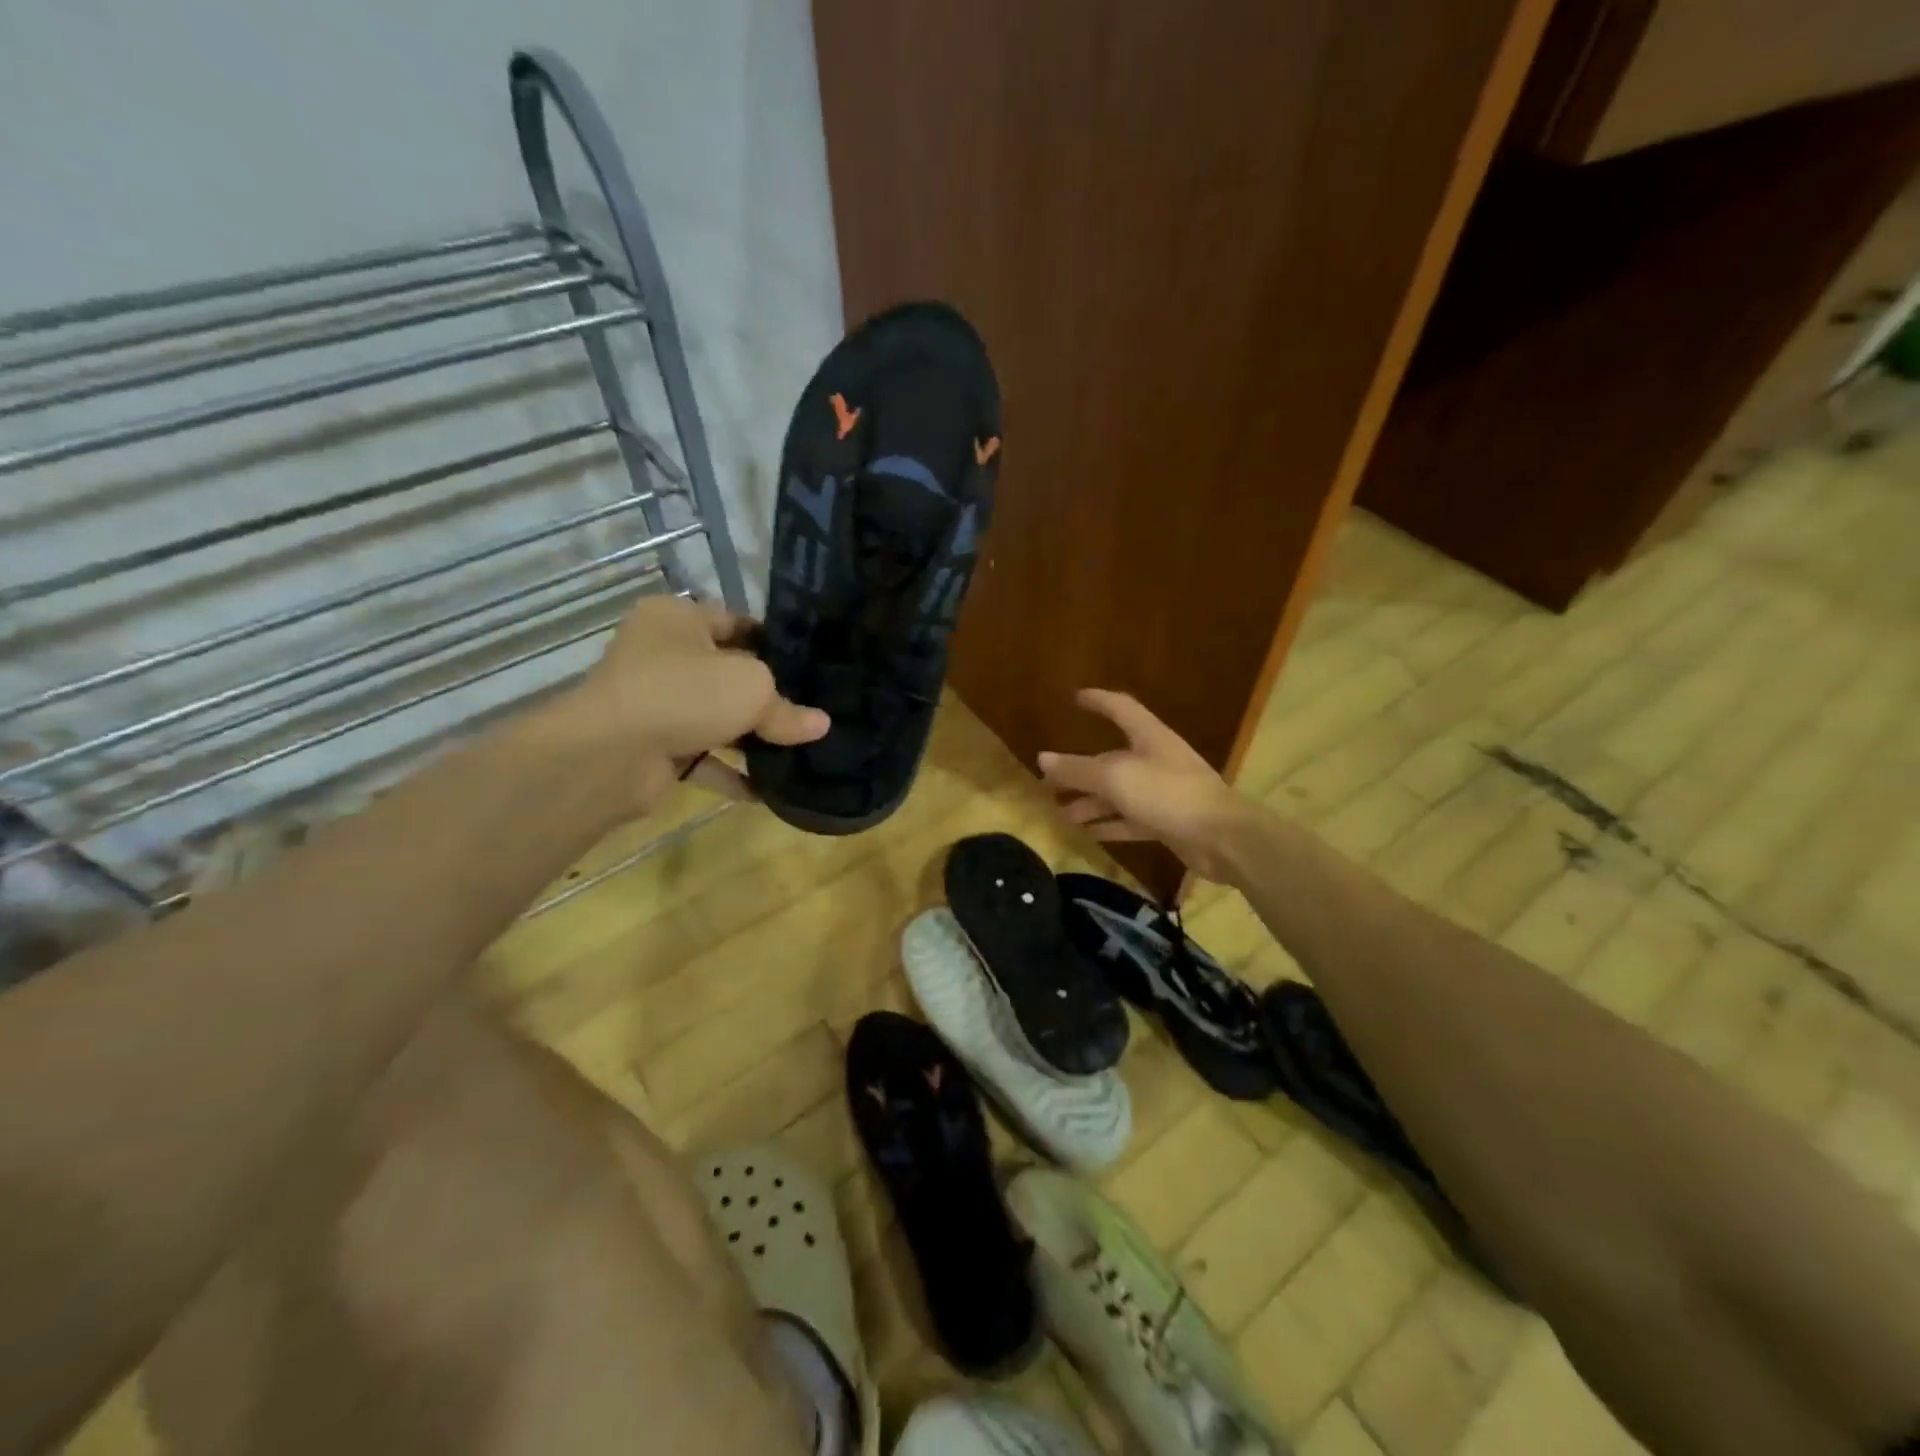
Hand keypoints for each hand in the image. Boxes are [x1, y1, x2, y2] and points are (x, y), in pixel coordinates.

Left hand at [564, 595, 828, 814]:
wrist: (611, 755)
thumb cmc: (685, 694)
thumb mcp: (752, 688)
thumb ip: (787, 708)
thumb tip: (820, 725)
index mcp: (677, 619)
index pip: (736, 623)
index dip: (774, 644)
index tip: (811, 668)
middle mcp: (662, 656)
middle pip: (728, 674)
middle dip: (768, 697)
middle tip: (812, 712)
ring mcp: (655, 704)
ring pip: (716, 718)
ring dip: (752, 739)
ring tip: (799, 751)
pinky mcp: (654, 748)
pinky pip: (703, 758)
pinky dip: (732, 773)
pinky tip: (768, 791)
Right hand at [1038, 689, 1252, 881]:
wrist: (1222, 838)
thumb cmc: (1168, 794)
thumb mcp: (1116, 778)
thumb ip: (1078, 770)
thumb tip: (1042, 759)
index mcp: (1148, 737)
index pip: (1120, 708)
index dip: (1098, 701)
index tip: (1075, 698)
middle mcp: (1155, 760)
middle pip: (1111, 760)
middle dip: (1080, 769)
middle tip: (1050, 782)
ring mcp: (1162, 792)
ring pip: (1118, 793)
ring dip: (1090, 802)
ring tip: (1061, 814)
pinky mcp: (1167, 821)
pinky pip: (1130, 820)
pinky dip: (1109, 825)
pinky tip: (1088, 833)